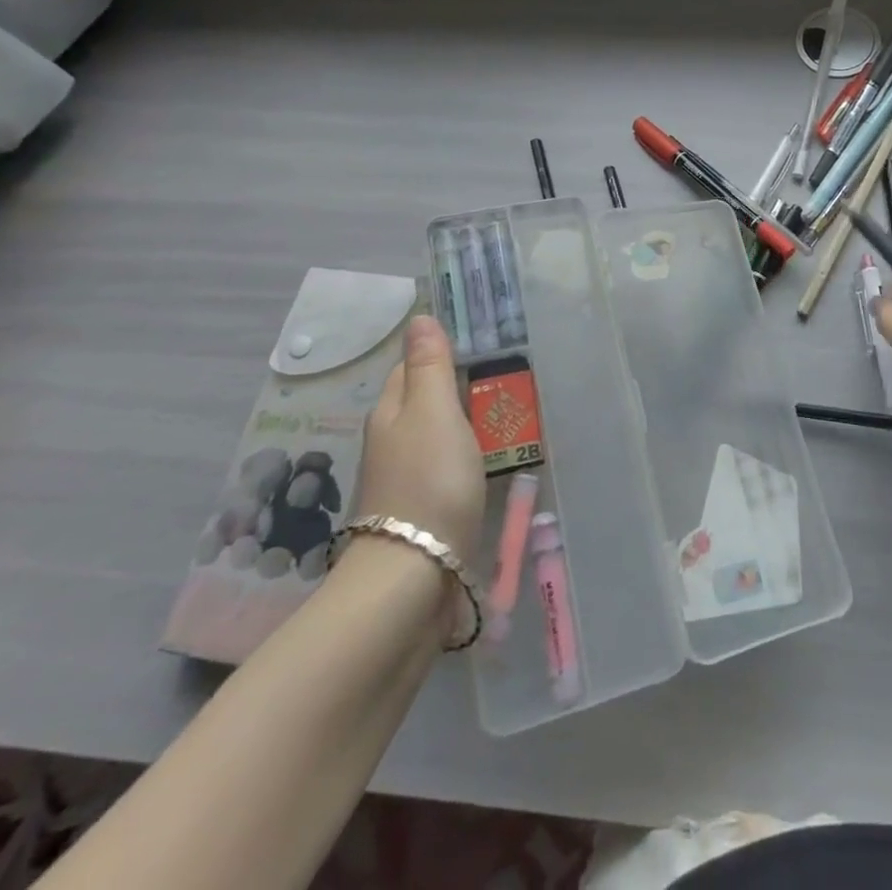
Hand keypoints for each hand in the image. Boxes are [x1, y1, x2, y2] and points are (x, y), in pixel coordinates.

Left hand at [354, 315, 484, 550]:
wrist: (414, 573)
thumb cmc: (429, 480)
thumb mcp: (435, 411)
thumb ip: (431, 366)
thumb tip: (419, 317)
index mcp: (390, 412)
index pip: (410, 368)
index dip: (439, 355)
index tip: (478, 349)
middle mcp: (390, 442)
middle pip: (422, 403)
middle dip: (453, 390)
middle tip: (500, 380)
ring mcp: (403, 479)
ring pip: (434, 437)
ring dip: (461, 425)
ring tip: (501, 418)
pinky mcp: (420, 510)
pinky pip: (443, 469)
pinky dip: (462, 459)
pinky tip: (484, 463)